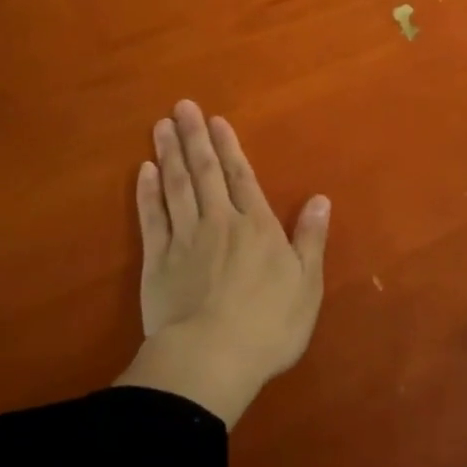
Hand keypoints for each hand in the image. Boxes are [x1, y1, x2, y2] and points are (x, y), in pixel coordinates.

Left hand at [114, 100, 329, 426]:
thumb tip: (321, 198)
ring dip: (169, 154)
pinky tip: (144, 172)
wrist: (211, 360)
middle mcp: (220, 222)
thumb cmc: (268, 325)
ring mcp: (185, 240)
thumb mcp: (307, 284)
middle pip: (205, 173)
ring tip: (161, 126)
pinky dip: (147, 193)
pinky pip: (152, 218)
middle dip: (195, 138)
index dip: (229, 147)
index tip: (216, 120)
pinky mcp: (157, 262)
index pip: (242, 177)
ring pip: (176, 187)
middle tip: (181, 107)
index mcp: (257, 227)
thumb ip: (311, 238)